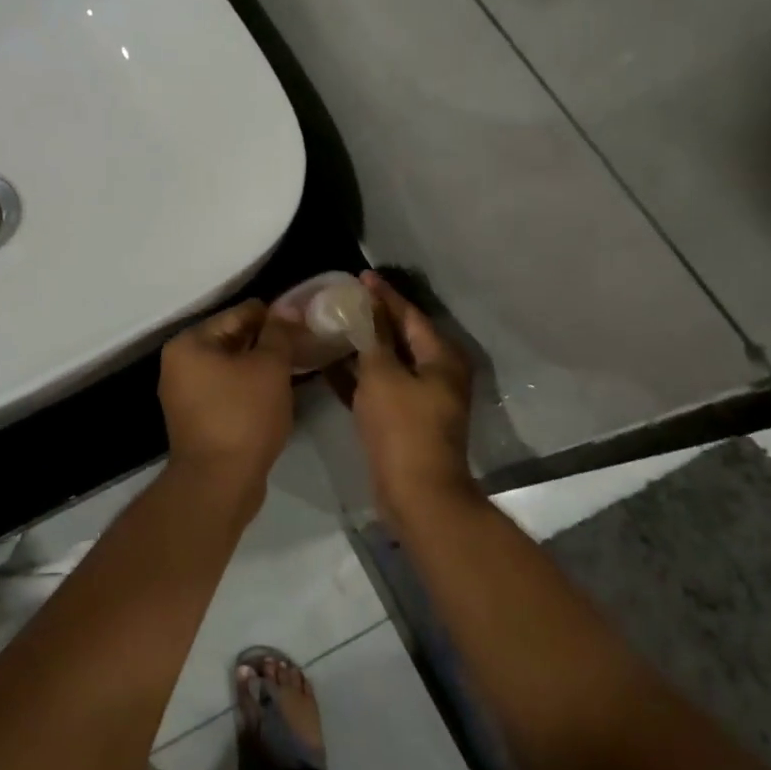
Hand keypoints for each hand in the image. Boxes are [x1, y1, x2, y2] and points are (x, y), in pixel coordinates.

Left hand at [158, 300, 295, 511]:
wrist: (219, 483)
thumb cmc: (243, 416)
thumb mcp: (269, 367)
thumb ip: (278, 334)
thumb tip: (287, 309)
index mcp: (189, 344)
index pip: (237, 315)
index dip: (271, 315)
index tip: (301, 318)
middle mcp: (179, 365)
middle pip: (230, 340)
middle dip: (264, 341)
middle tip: (302, 342)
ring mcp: (184, 395)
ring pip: (229, 367)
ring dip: (258, 366)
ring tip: (294, 365)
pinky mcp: (196, 420)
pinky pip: (226, 391)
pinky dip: (248, 388)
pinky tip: (275, 392)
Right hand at [339, 272, 477, 516]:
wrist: (416, 493)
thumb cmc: (402, 427)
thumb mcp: (383, 374)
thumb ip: (373, 337)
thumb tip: (368, 306)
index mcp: (440, 357)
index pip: (409, 314)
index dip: (384, 295)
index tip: (360, 276)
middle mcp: (436, 374)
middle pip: (401, 336)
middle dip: (372, 317)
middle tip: (343, 299)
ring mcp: (422, 399)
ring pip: (389, 362)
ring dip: (363, 346)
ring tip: (332, 326)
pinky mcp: (405, 420)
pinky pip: (380, 386)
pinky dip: (359, 375)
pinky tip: (330, 365)